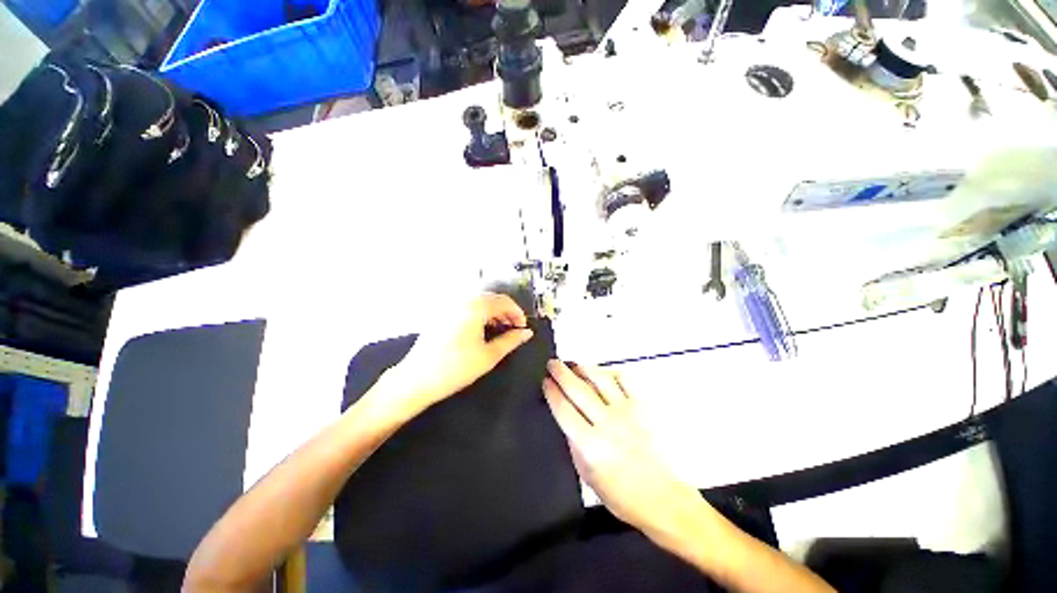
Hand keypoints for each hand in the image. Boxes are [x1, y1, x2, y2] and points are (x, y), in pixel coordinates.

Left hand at [386, 293, 533, 413]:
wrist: (416, 380)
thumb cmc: (456, 368)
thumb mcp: (489, 356)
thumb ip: (511, 341)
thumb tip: (527, 333)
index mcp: (475, 307)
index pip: (504, 301)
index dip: (517, 313)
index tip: (523, 328)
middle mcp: (462, 300)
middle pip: (491, 299)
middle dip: (506, 312)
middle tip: (514, 330)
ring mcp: (449, 306)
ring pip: (479, 302)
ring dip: (493, 313)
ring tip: (500, 331)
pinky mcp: (441, 314)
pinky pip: (466, 307)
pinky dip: (479, 314)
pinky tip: (481, 330)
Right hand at [543, 361, 702, 535]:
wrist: (658, 497)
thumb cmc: (618, 492)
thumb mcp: (585, 473)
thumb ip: (573, 442)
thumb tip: (565, 415)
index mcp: (589, 445)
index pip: (563, 409)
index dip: (552, 392)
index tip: (546, 381)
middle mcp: (607, 424)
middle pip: (578, 389)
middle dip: (561, 373)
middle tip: (553, 363)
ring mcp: (626, 413)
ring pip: (600, 379)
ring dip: (583, 368)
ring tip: (573, 364)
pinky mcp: (641, 408)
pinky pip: (624, 381)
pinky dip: (611, 372)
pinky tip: (602, 374)